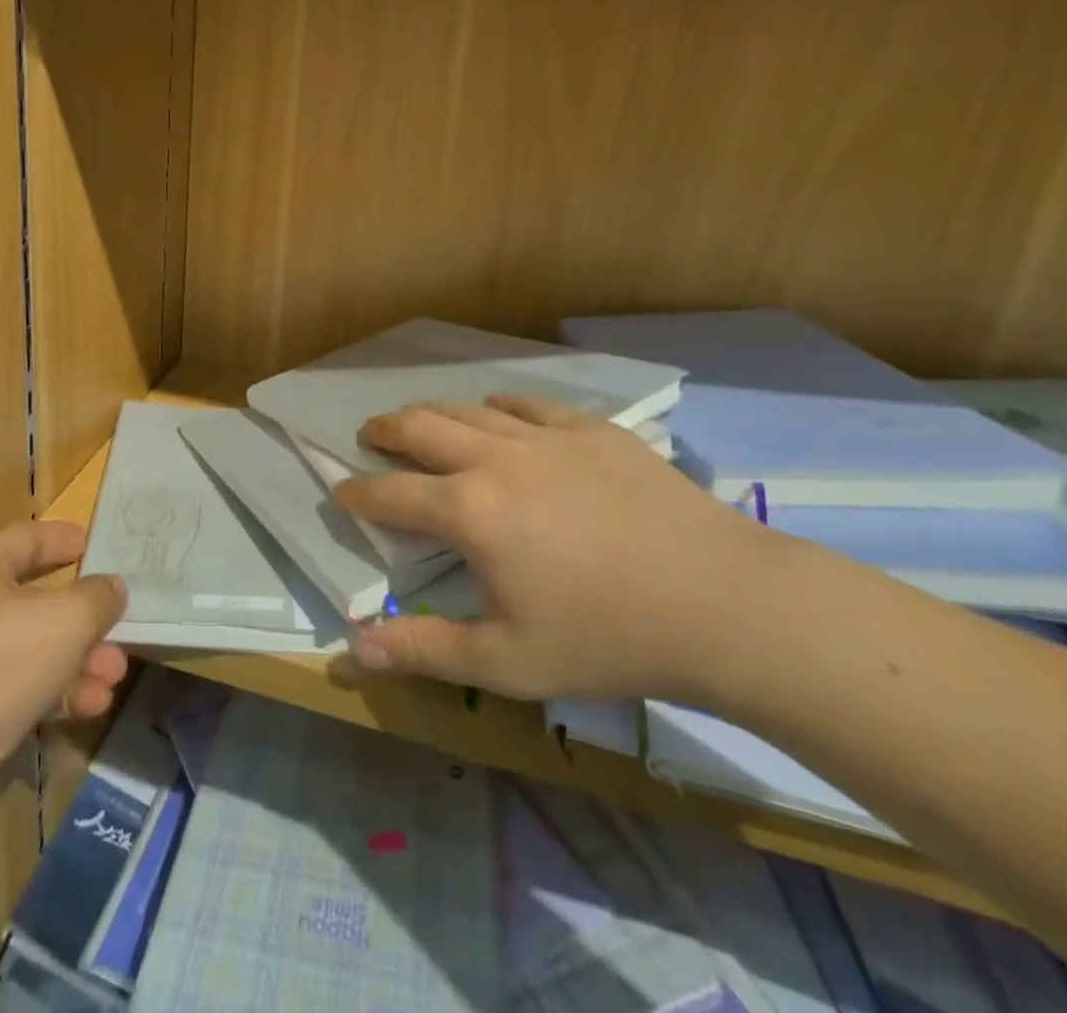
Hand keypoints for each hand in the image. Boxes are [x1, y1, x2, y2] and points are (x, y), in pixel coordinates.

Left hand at [0, 520, 128, 865]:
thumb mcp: (62, 621)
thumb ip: (96, 599)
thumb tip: (112, 588)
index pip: (27, 539)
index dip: (64, 539)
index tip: (98, 545)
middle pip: (37, 600)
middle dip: (85, 617)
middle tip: (122, 626)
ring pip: (36, 651)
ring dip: (80, 661)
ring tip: (116, 675)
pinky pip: (24, 693)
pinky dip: (59, 695)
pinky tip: (93, 706)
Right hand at [337, 397, 777, 702]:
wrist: (726, 604)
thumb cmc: (608, 638)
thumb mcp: (508, 661)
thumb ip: (424, 649)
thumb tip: (353, 648)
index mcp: (469, 511)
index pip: (391, 494)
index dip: (358, 494)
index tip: (340, 493)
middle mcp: (495, 459)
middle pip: (421, 428)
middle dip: (385, 430)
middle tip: (370, 435)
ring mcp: (546, 438)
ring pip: (469, 409)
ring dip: (433, 413)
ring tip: (421, 421)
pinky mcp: (592, 431)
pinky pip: (528, 405)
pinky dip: (499, 407)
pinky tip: (498, 414)